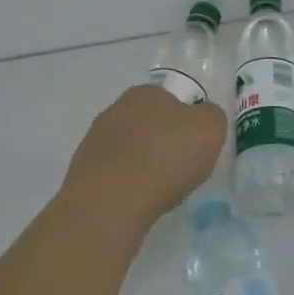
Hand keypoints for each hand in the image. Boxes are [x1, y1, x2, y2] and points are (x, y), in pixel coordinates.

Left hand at [60, 84, 226, 237]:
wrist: (111, 201)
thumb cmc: (166, 157)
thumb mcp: (210, 129)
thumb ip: (212, 117)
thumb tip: (203, 117)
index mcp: (146, 93)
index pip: (171, 101)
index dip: (185, 124)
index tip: (193, 148)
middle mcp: (115, 109)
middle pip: (148, 124)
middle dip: (162, 143)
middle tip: (178, 170)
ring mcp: (94, 140)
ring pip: (128, 149)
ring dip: (141, 164)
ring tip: (156, 191)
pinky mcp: (81, 171)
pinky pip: (113, 174)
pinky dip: (125, 185)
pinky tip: (135, 201)